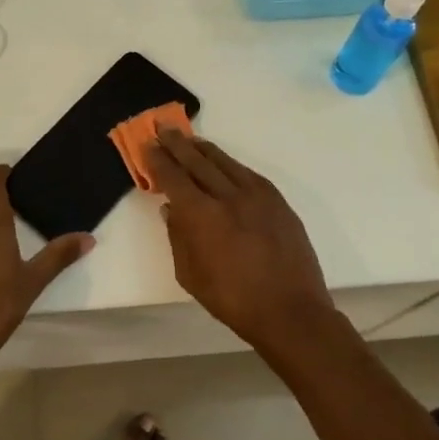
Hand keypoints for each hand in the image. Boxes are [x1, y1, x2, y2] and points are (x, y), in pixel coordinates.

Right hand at [145, 130, 337, 349]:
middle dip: (178, 144)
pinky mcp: (277, 201)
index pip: (173, 177)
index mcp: (202, 215)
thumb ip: (178, 237)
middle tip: (163, 128)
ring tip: (189, 138)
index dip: (158, 159)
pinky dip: (230, 164)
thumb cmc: (233, 300)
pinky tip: (222, 162)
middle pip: (197, 161)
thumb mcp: (190, 275)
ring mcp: (257, 195)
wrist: (290, 311)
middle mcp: (228, 196)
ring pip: (224, 162)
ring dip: (203, 148)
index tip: (147, 144)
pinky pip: (247, 173)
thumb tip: (171, 208)